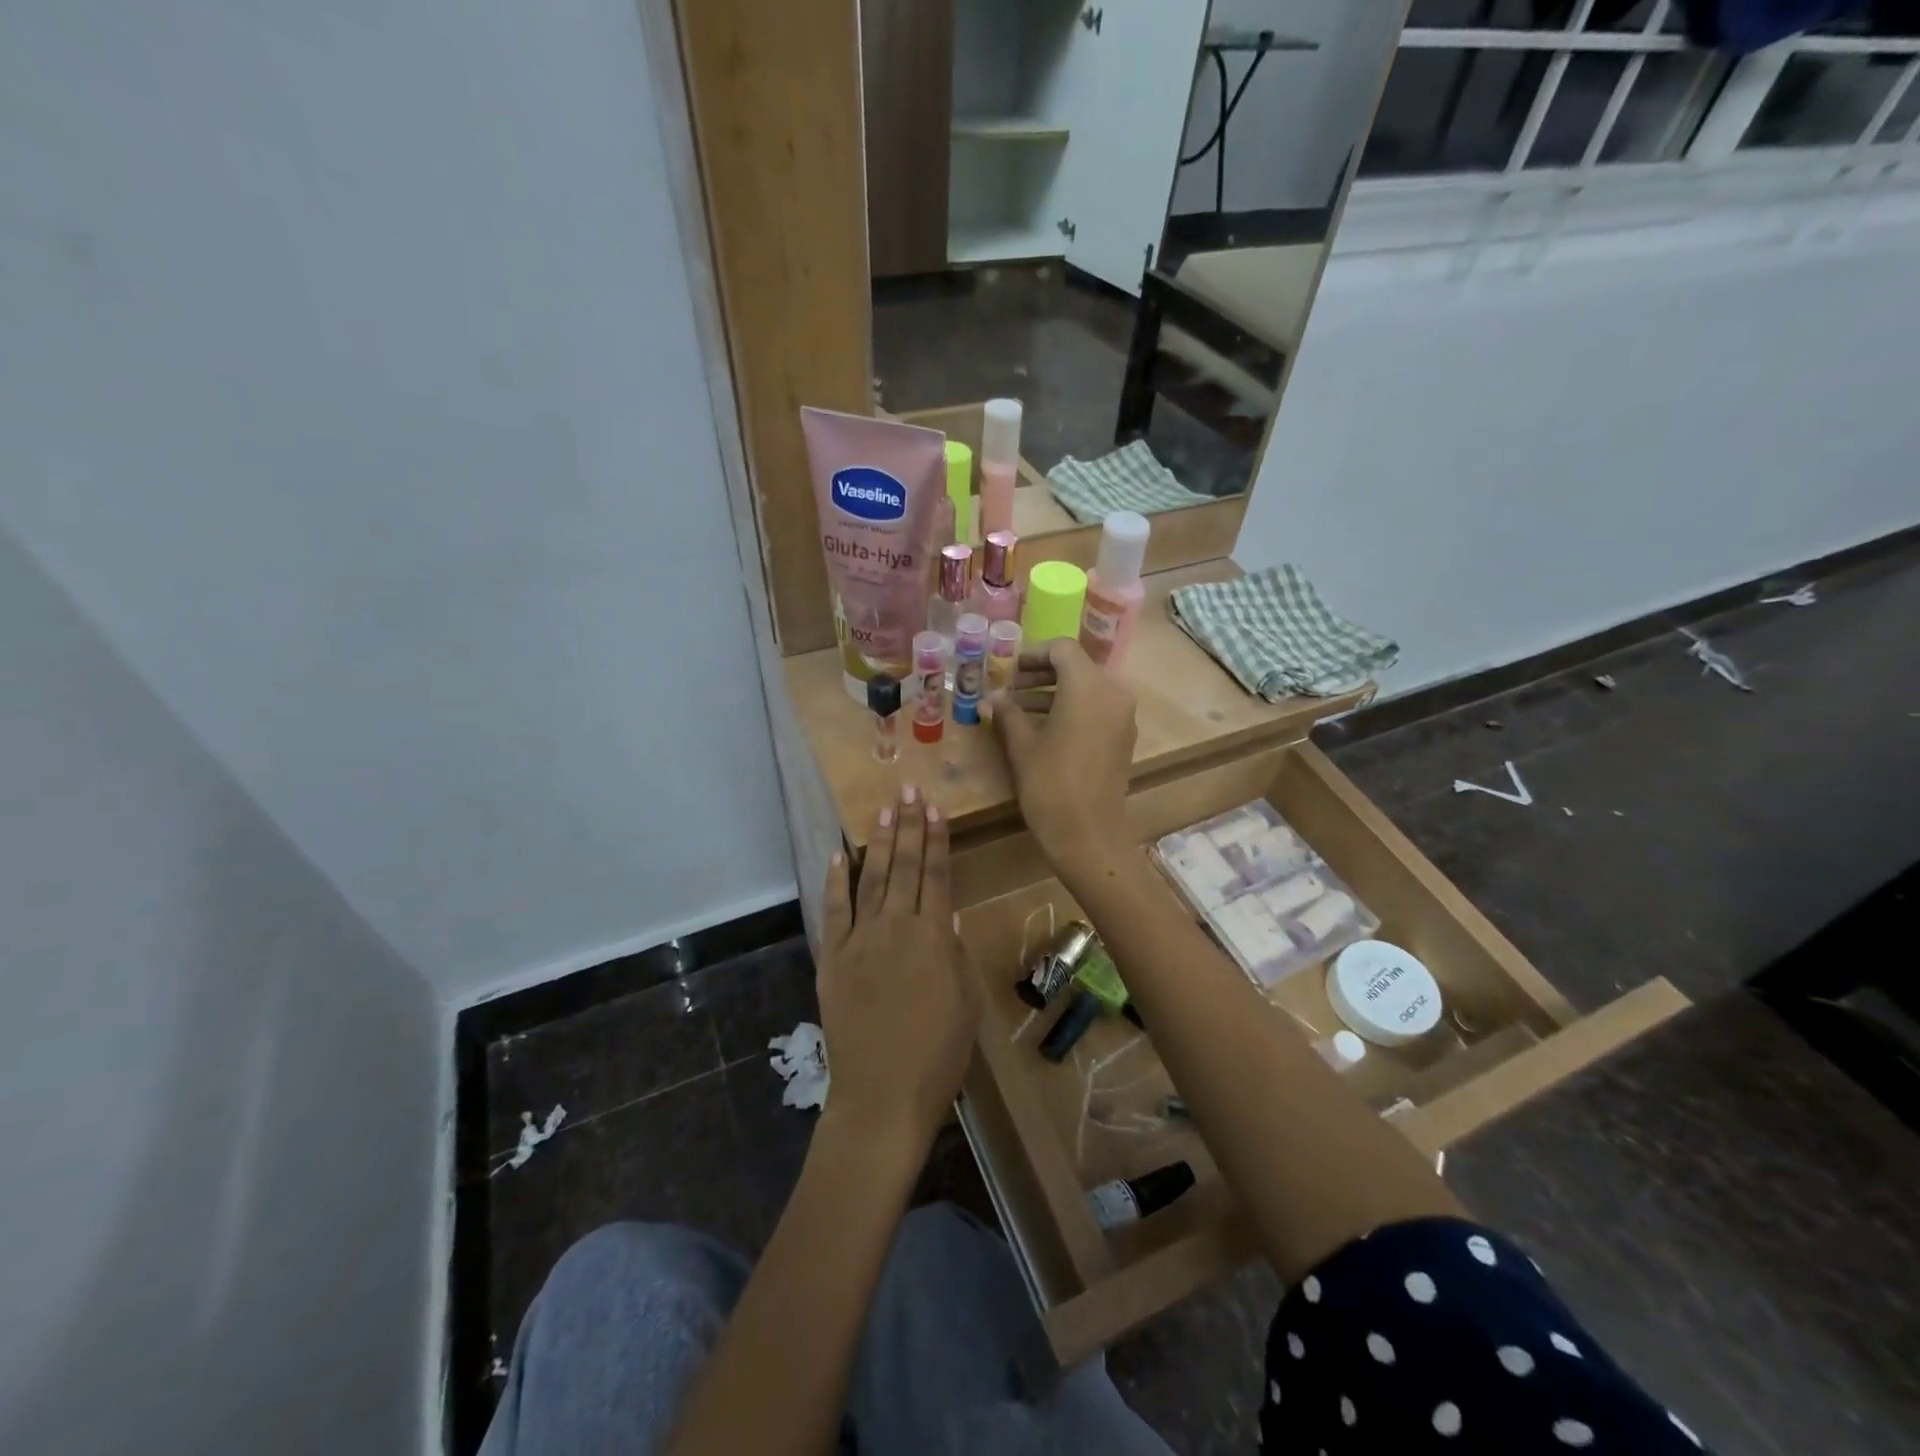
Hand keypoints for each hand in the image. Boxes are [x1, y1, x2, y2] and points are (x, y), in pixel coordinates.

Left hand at [817, 786, 979, 1155]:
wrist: (882, 1096)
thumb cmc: (938, 1056)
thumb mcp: (966, 1004)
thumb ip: (956, 955)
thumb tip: (948, 916)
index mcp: (933, 938)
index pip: (936, 875)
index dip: (936, 839)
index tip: (935, 807)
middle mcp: (895, 928)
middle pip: (903, 867)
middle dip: (908, 826)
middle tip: (909, 790)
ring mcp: (859, 941)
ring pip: (870, 879)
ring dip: (877, 842)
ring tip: (883, 810)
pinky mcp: (832, 959)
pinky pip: (833, 912)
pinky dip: (835, 881)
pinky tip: (837, 855)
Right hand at [991, 638, 1136, 875]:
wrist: (1088, 836)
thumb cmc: (1051, 785)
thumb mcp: (1022, 745)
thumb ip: (1007, 713)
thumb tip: (990, 698)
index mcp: (1088, 687)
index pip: (1062, 649)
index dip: (1032, 654)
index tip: (1007, 670)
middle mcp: (1113, 693)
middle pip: (1076, 667)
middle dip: (1040, 674)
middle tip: (1009, 688)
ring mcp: (1122, 716)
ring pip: (1086, 689)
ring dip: (1053, 692)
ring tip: (1017, 709)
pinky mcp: (1123, 738)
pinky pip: (1096, 709)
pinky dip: (1070, 709)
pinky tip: (1042, 728)